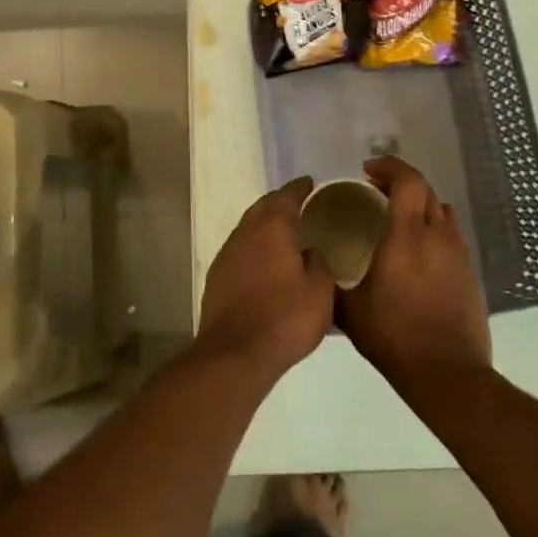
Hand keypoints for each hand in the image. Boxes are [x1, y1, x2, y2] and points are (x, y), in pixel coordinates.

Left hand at [196, 177, 335, 381]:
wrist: (235, 353)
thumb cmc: (285, 318)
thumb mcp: (320, 292)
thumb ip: (319, 264)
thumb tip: (310, 253)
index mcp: (271, 228)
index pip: (286, 197)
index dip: (299, 188)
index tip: (310, 183)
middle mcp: (245, 234)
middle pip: (262, 208)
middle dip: (279, 202)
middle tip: (298, 203)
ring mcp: (226, 255)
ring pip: (248, 229)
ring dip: (264, 225)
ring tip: (284, 232)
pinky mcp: (217, 278)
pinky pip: (240, 251)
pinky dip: (254, 248)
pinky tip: (265, 261)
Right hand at [339, 157, 490, 392]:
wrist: (447, 374)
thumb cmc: (393, 336)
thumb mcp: (349, 310)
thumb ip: (331, 282)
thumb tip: (315, 269)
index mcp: (406, 237)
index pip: (408, 181)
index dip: (389, 166)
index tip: (368, 170)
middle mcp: (437, 236)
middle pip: (426, 190)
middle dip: (401, 182)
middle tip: (376, 189)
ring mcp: (459, 254)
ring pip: (442, 211)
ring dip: (420, 204)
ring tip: (398, 217)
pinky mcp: (470, 273)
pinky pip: (451, 235)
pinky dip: (433, 229)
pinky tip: (418, 251)